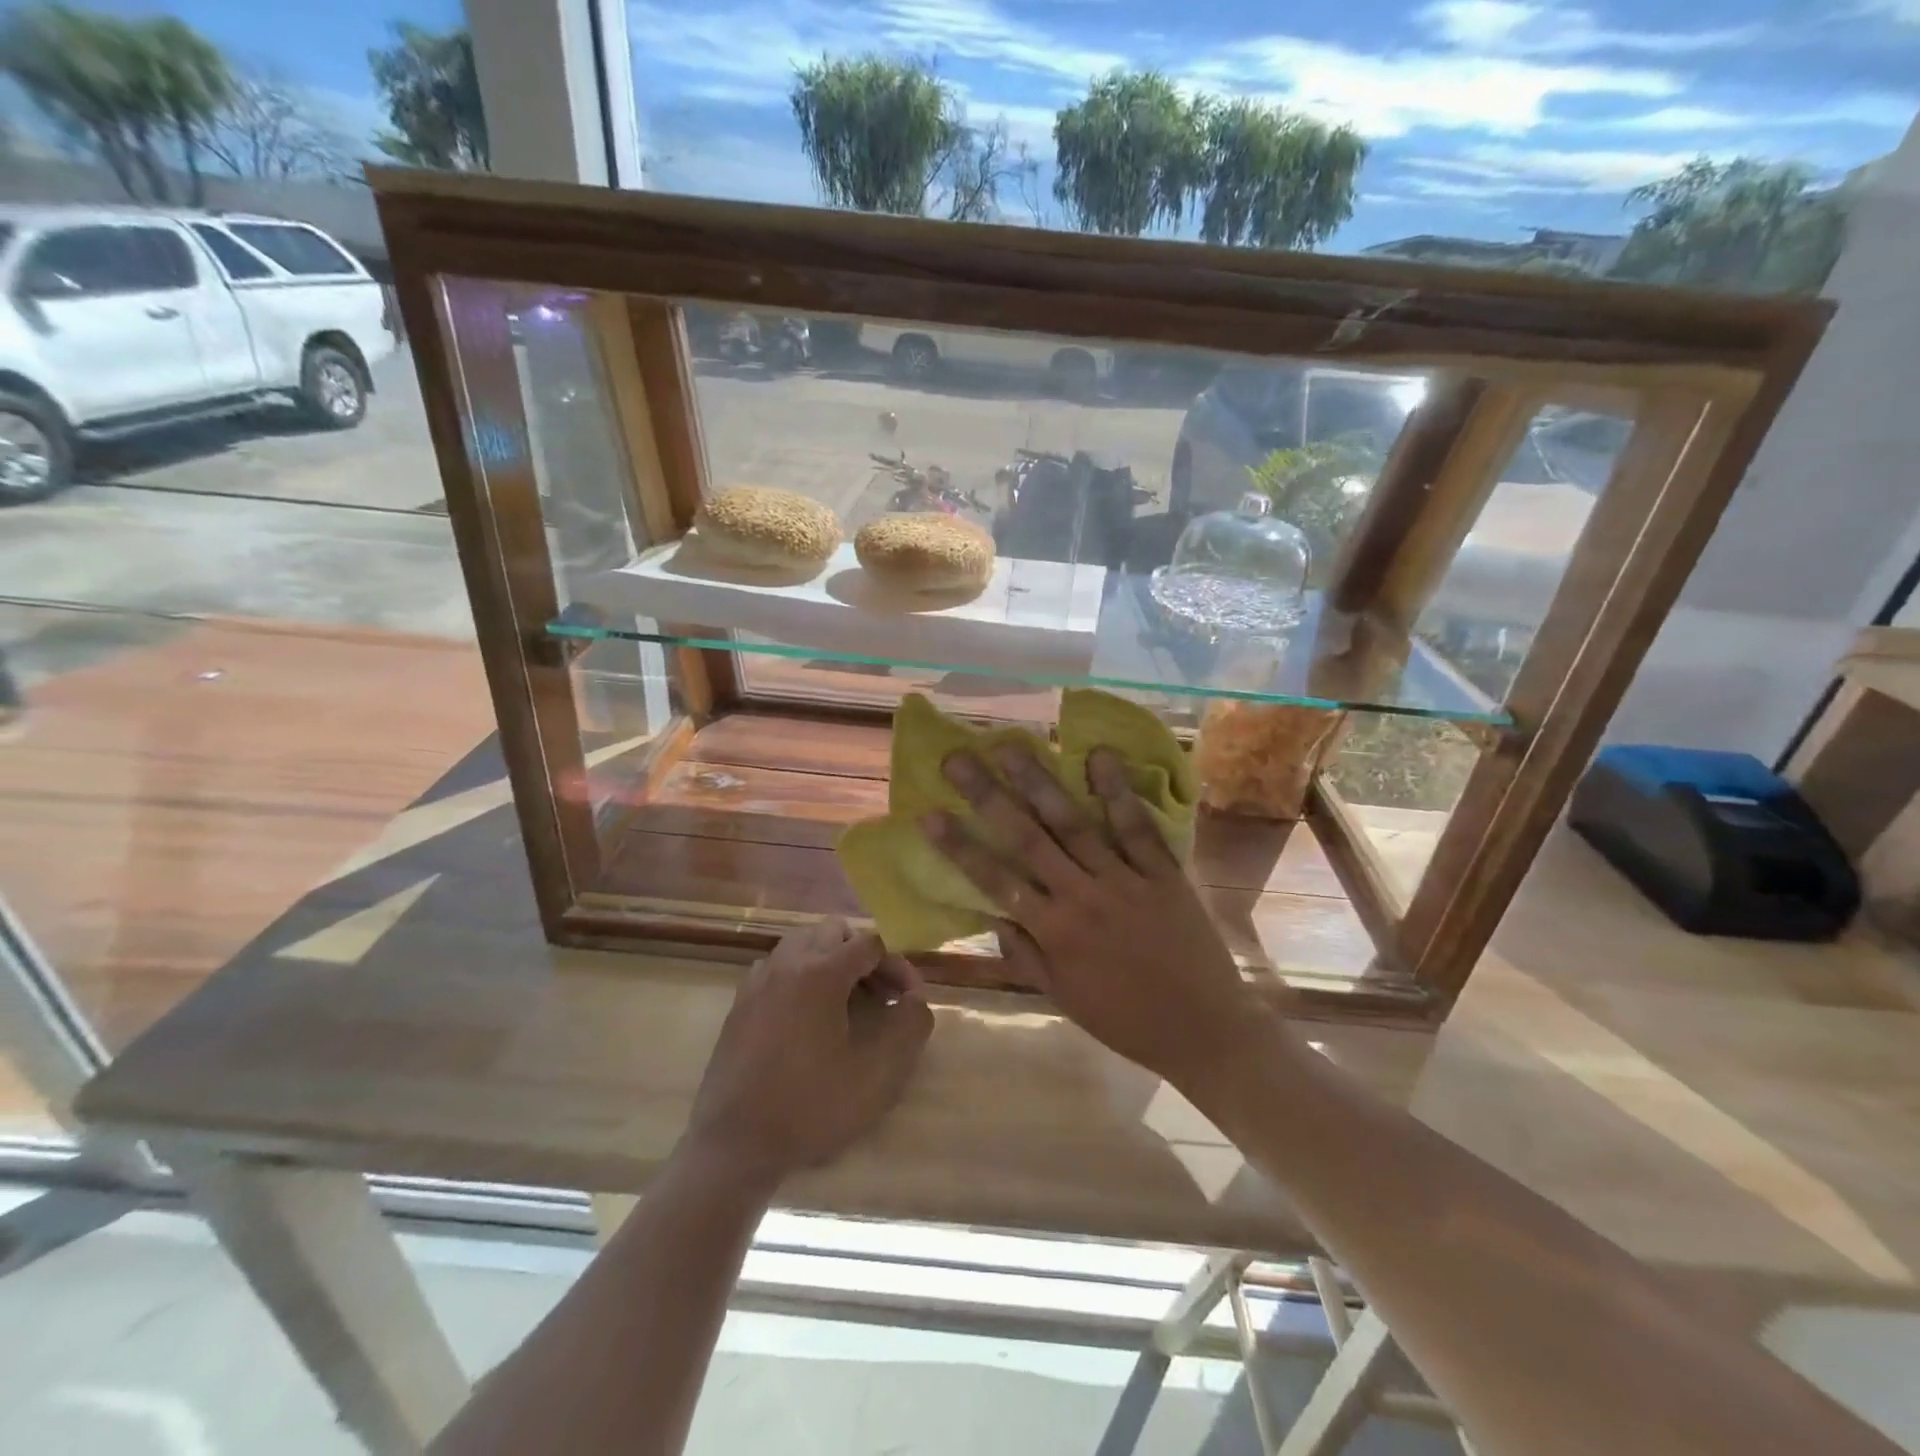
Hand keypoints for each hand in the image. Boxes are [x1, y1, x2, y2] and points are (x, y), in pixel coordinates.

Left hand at [686, 918, 932, 1186]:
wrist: (735, 1144)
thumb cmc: (811, 1106)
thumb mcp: (878, 1073)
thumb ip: (910, 1026)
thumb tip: (916, 1001)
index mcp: (822, 972)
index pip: (871, 943)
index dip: (898, 965)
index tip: (909, 1000)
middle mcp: (788, 963)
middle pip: (835, 932)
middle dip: (864, 955)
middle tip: (880, 995)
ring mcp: (759, 980)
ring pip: (803, 942)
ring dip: (831, 960)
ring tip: (846, 1002)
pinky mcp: (740, 1002)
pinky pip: (778, 966)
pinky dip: (800, 974)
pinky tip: (808, 1016)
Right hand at [923, 745, 1266, 1093]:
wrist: (1206, 1031)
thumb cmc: (1127, 1020)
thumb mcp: (1065, 998)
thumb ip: (1025, 956)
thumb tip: (991, 916)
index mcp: (1055, 933)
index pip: (996, 882)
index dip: (960, 847)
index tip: (929, 814)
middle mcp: (1082, 897)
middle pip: (1027, 838)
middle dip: (988, 796)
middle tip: (958, 759)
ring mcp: (1124, 881)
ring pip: (1074, 824)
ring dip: (1040, 783)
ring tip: (1012, 747)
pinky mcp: (1163, 874)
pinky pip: (1137, 828)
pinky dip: (1117, 792)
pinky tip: (1099, 756)